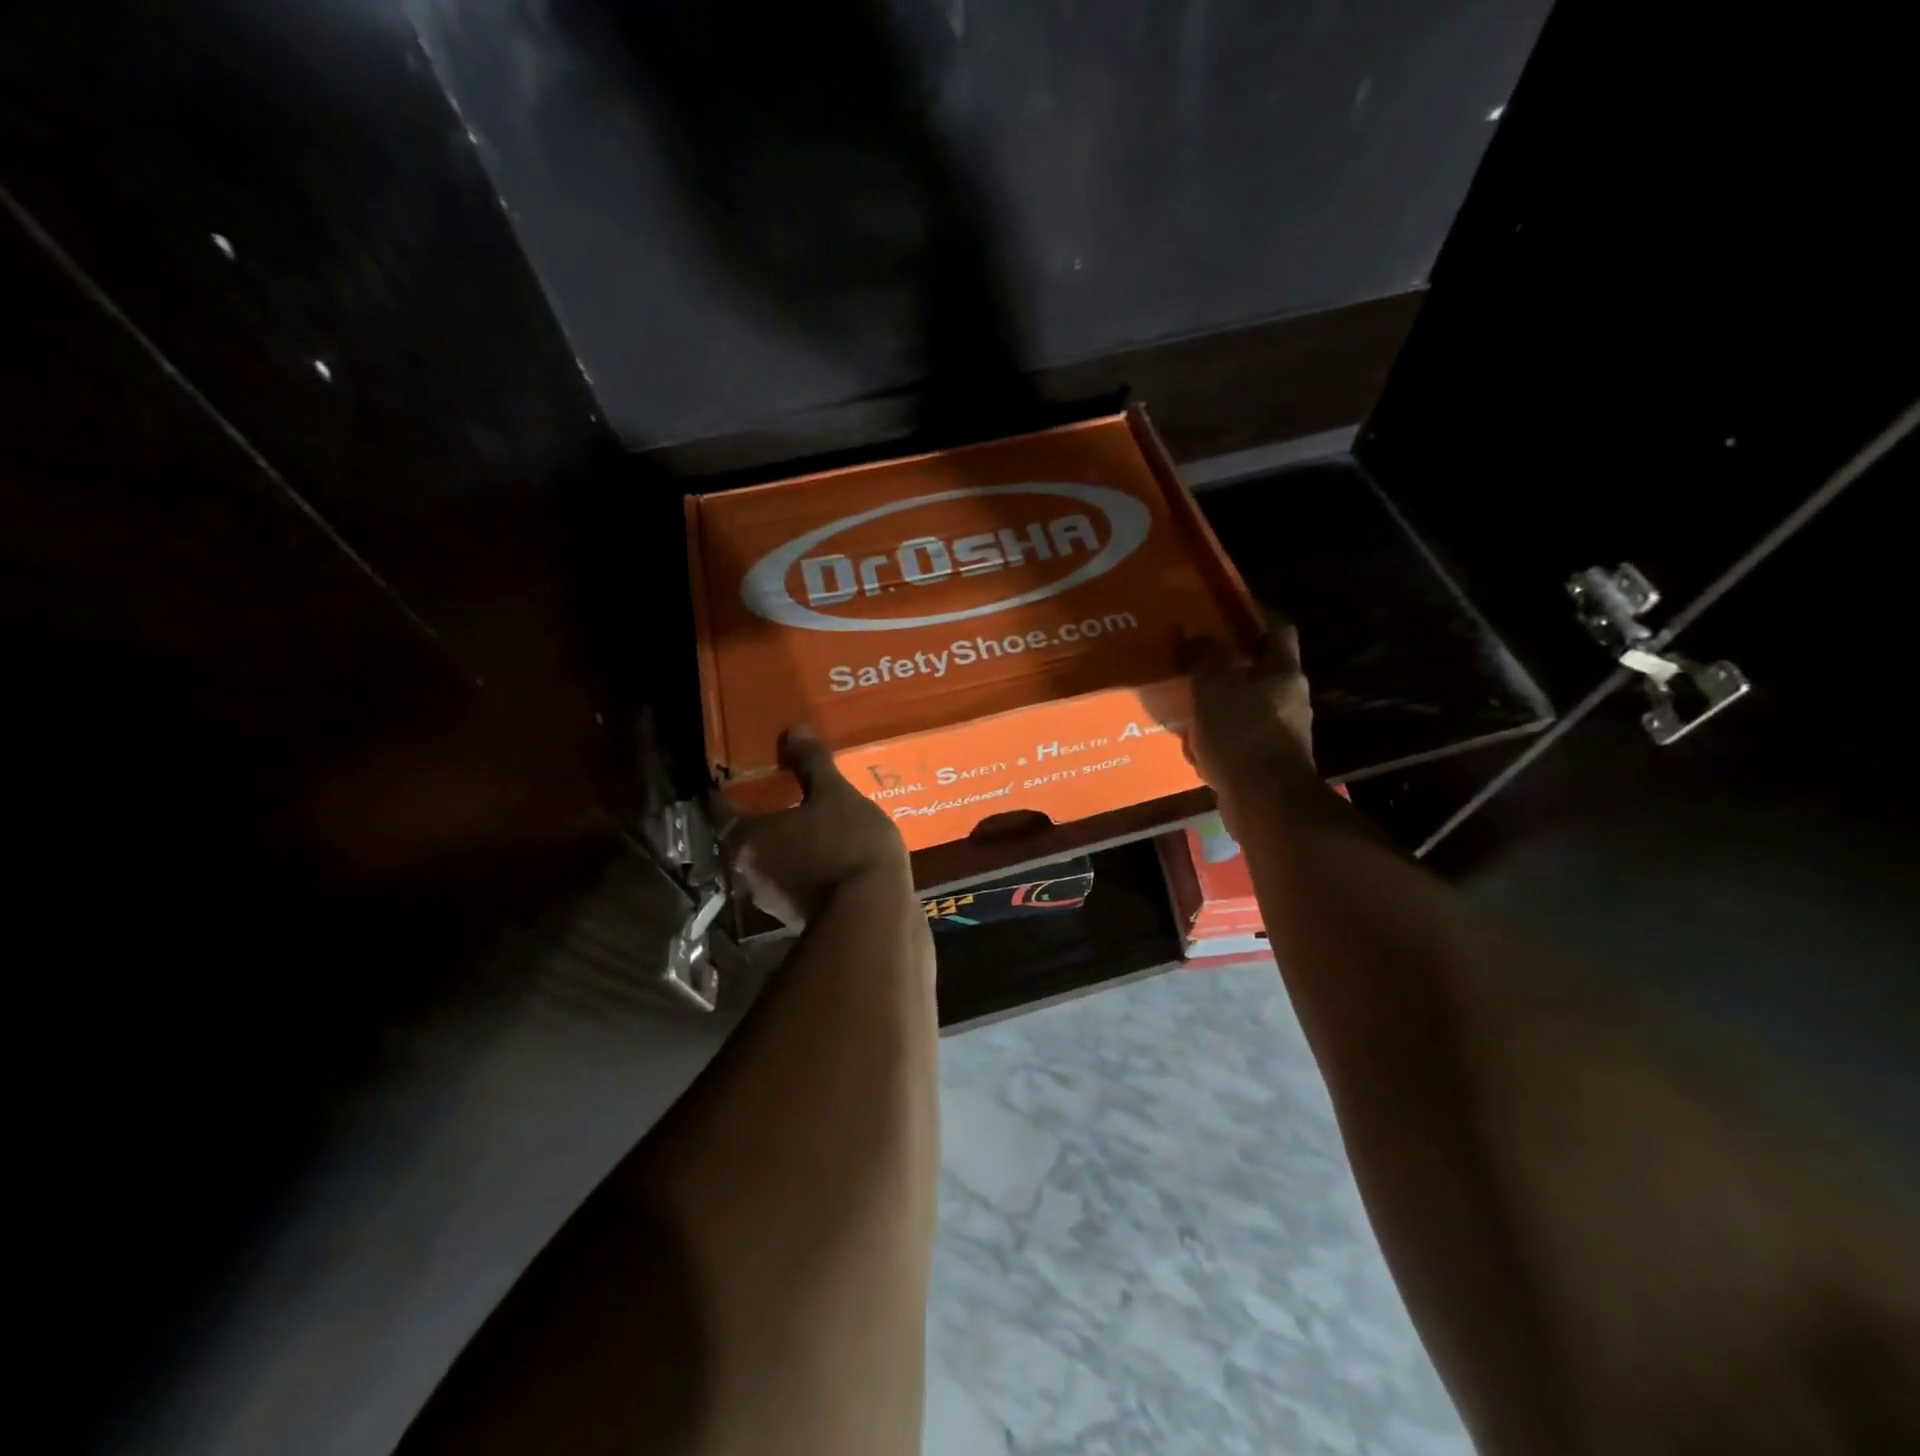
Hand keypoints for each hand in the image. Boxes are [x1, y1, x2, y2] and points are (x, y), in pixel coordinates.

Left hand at [723, 726, 912, 925]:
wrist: (874, 917)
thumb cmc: (846, 846)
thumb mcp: (836, 794)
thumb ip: (812, 763)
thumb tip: (793, 730)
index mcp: (747, 837)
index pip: (722, 805)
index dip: (730, 784)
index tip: (744, 767)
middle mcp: (749, 870)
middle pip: (747, 834)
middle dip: (764, 814)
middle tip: (785, 788)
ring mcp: (773, 899)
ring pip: (773, 859)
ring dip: (788, 841)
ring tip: (814, 819)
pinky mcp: (800, 916)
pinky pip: (797, 879)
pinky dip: (807, 863)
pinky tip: (832, 850)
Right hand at [1183, 612, 1315, 817]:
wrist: (1265, 801)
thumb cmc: (1243, 732)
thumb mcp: (1215, 682)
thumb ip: (1205, 653)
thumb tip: (1194, 632)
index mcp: (1283, 671)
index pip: (1276, 627)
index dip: (1254, 612)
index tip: (1224, 607)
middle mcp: (1289, 698)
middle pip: (1261, 667)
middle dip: (1229, 660)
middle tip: (1193, 654)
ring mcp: (1280, 732)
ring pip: (1246, 704)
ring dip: (1219, 700)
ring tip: (1185, 697)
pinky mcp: (1266, 762)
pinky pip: (1238, 737)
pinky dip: (1216, 734)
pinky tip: (1192, 739)